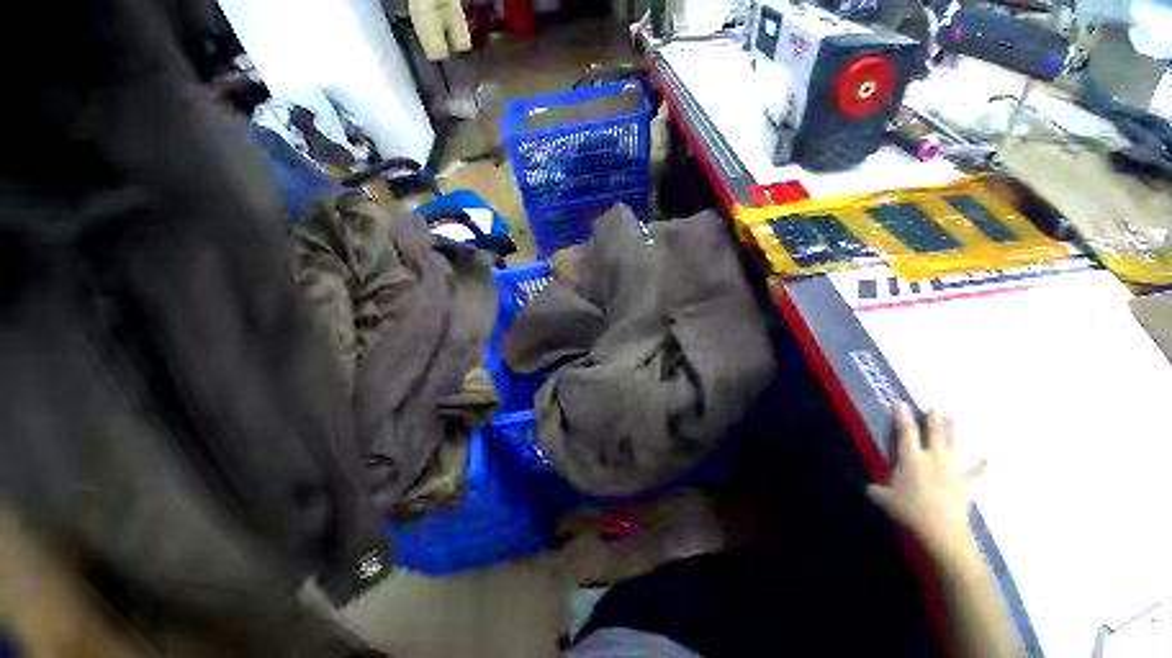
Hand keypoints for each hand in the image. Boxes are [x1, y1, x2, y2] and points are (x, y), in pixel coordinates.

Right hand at [867, 403, 985, 561]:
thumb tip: (868, 488)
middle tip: (935, 405)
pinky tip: (987, 458)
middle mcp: (932, 458)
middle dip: (933, 419)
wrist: (941, 530)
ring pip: (951, 445)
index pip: (905, 432)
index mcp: (910, 458)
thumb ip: (875, 490)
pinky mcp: (964, 484)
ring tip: (953, 417)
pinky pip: (974, 472)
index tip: (901, 403)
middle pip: (933, 434)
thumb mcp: (883, 499)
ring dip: (952, 431)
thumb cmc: (909, 510)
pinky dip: (980, 465)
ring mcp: (951, 470)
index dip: (903, 417)